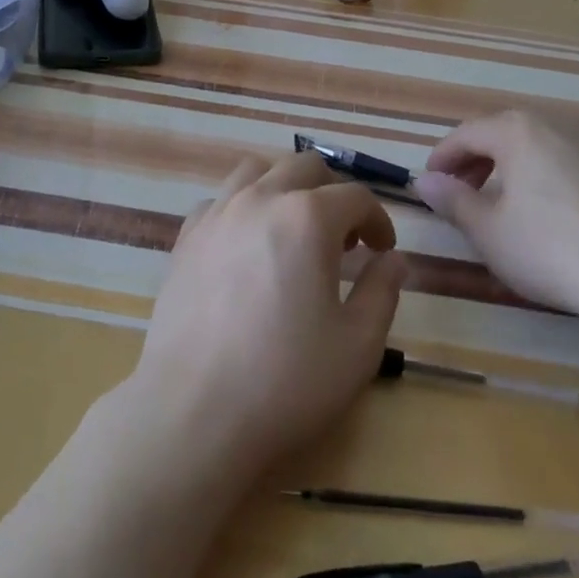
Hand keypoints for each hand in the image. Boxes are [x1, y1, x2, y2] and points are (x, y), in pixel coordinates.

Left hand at [125, 151, 406, 491]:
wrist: (194, 410)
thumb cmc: (286, 380)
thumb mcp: (358, 345)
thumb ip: (382, 291)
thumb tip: (392, 259)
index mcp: (307, 218)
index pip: (355, 196)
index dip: (378, 219)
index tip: (382, 250)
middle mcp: (260, 199)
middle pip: (305, 167)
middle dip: (333, 193)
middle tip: (343, 239)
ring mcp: (217, 213)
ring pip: (256, 170)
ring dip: (284, 187)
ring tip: (293, 229)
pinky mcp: (186, 237)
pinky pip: (219, 200)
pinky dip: (242, 207)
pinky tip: (246, 246)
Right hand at [413, 110, 578, 344]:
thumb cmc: (551, 249)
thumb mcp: (489, 231)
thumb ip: (452, 201)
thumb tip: (424, 181)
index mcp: (518, 131)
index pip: (466, 134)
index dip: (442, 158)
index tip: (429, 184)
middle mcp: (557, 126)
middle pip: (503, 134)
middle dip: (476, 161)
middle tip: (462, 193)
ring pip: (539, 147)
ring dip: (512, 168)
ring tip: (504, 204)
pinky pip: (570, 164)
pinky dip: (547, 178)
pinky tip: (553, 216)